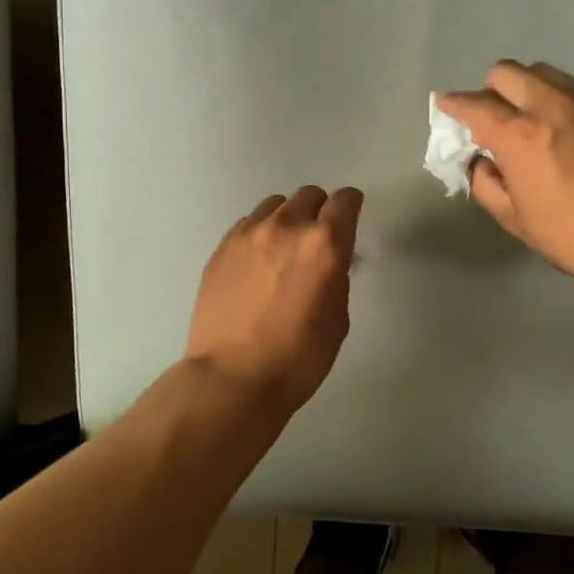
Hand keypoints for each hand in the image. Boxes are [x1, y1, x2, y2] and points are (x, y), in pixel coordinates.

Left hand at [186, 185, 362, 416]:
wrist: (232, 378)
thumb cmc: (297, 359)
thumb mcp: (337, 319)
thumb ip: (337, 277)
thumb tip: (330, 263)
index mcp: (324, 244)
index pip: (345, 201)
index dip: (351, 207)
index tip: (350, 219)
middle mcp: (286, 227)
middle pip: (309, 195)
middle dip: (319, 211)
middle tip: (317, 240)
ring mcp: (248, 234)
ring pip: (275, 205)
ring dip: (287, 219)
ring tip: (283, 249)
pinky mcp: (221, 247)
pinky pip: (248, 224)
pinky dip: (260, 234)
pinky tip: (257, 263)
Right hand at [435, 61, 573, 310]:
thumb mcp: (518, 220)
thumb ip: (487, 185)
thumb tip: (480, 162)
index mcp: (520, 135)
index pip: (474, 105)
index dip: (453, 105)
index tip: (445, 107)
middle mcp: (550, 106)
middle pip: (507, 72)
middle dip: (489, 90)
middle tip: (490, 119)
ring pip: (542, 72)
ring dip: (523, 88)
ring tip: (525, 118)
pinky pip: (571, 88)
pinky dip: (553, 98)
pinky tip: (559, 129)